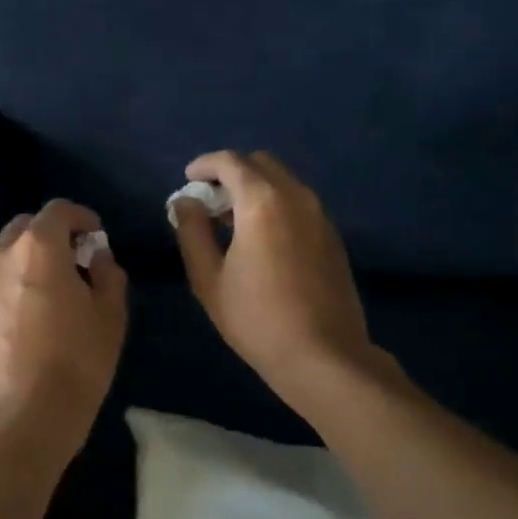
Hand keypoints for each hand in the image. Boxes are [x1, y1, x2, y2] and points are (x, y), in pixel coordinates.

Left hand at [0, 199, 127, 446]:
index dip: (82, 217)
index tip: (97, 237)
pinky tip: (36, 314)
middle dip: (53, 234)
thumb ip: (108, 274)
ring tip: (57, 288)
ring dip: (33, 258)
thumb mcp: (111, 315)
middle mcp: (3, 257)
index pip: (58, 210)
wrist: (25, 414)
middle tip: (77, 259)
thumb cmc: (77, 360)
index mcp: (38, 248)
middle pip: (27, 226)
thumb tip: (97, 257)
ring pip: (8, 253)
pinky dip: (18, 282)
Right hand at [172, 151, 396, 409]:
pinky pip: (298, 203)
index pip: (231, 162)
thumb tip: (185, 202)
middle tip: (208, 201)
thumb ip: (192, 232)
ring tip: (230, 222)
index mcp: (262, 202)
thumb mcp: (209, 279)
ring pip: (283, 182)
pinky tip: (260, 240)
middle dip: (231, 173)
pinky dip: (274, 205)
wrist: (324, 356)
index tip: (188, 179)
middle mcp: (296, 197)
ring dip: (254, 189)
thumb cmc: (256, 319)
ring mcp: (320, 216)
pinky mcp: (332, 237)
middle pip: (261, 164)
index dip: (205, 165)